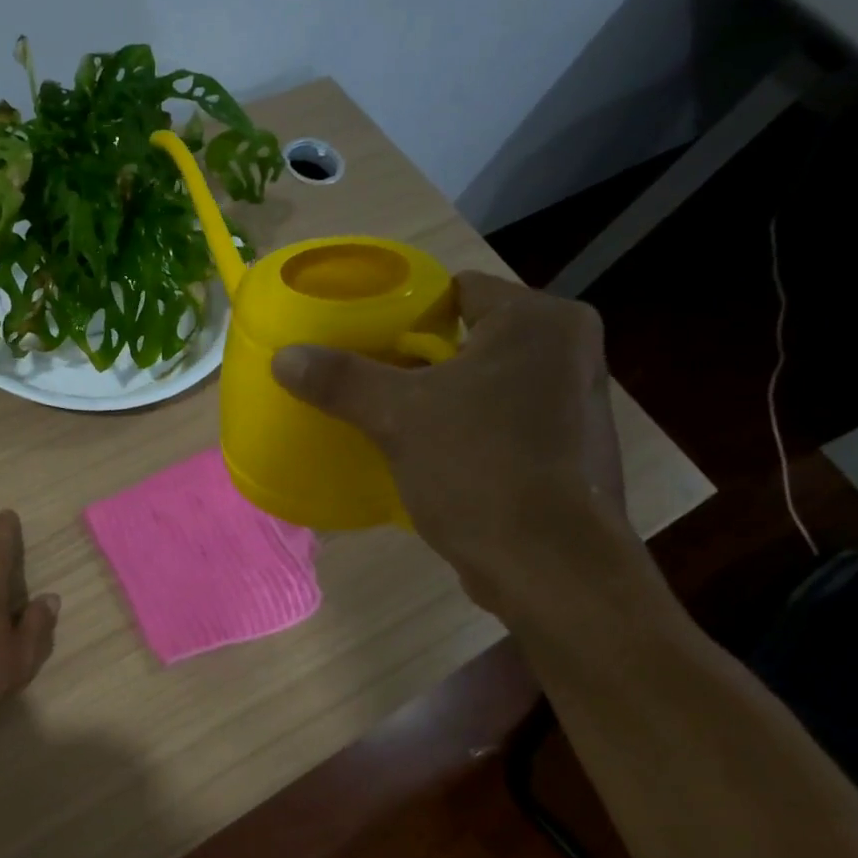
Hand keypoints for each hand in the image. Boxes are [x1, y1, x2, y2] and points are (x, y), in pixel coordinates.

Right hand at [271, 272, 631, 609]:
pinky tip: (426, 452)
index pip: (458, 290)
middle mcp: (568, 351)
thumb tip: (283, 357)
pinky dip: (465, 428)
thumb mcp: (398, 418)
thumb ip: (342, 380)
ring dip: (441, 396)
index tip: (364, 336)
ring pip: (486, 381)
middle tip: (366, 377)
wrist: (550, 567)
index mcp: (539, 322)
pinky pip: (500, 420)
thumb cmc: (480, 469)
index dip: (405, 309)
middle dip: (417, 357)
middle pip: (470, 336)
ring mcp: (574, 403)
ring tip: (388, 414)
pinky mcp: (567, 450)